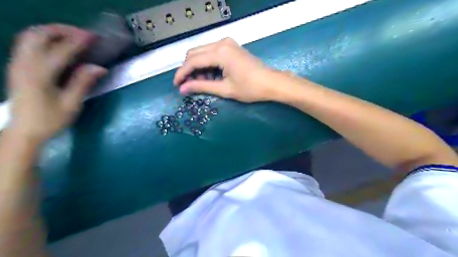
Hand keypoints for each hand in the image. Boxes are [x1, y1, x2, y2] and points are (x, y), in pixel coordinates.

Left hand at [6, 25, 106, 144]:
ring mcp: (17, 64)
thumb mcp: (71, 104)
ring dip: (52, 31)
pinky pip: (27, 43)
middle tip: (83, 34)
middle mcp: (25, 64)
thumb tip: (100, 67)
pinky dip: (43, 38)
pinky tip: (57, 44)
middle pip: (39, 34)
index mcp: (40, 75)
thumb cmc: (51, 120)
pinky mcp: (17, 67)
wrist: (24, 130)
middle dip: (62, 29)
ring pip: (30, 36)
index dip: (79, 40)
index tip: (94, 36)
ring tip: (72, 35)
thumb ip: (83, 83)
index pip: (61, 50)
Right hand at [173, 38, 284, 102]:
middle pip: (195, 53)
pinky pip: (212, 53)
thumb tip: (182, 89)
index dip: (182, 73)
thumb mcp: (225, 89)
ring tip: (205, 83)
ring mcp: (227, 43)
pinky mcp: (231, 47)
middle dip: (189, 70)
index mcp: (220, 53)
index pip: (193, 61)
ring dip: (199, 67)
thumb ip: (202, 87)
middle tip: (190, 86)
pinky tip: (212, 76)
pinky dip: (208, 64)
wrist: (272, 83)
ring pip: (202, 52)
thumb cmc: (250, 88)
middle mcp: (221, 43)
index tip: (177, 85)